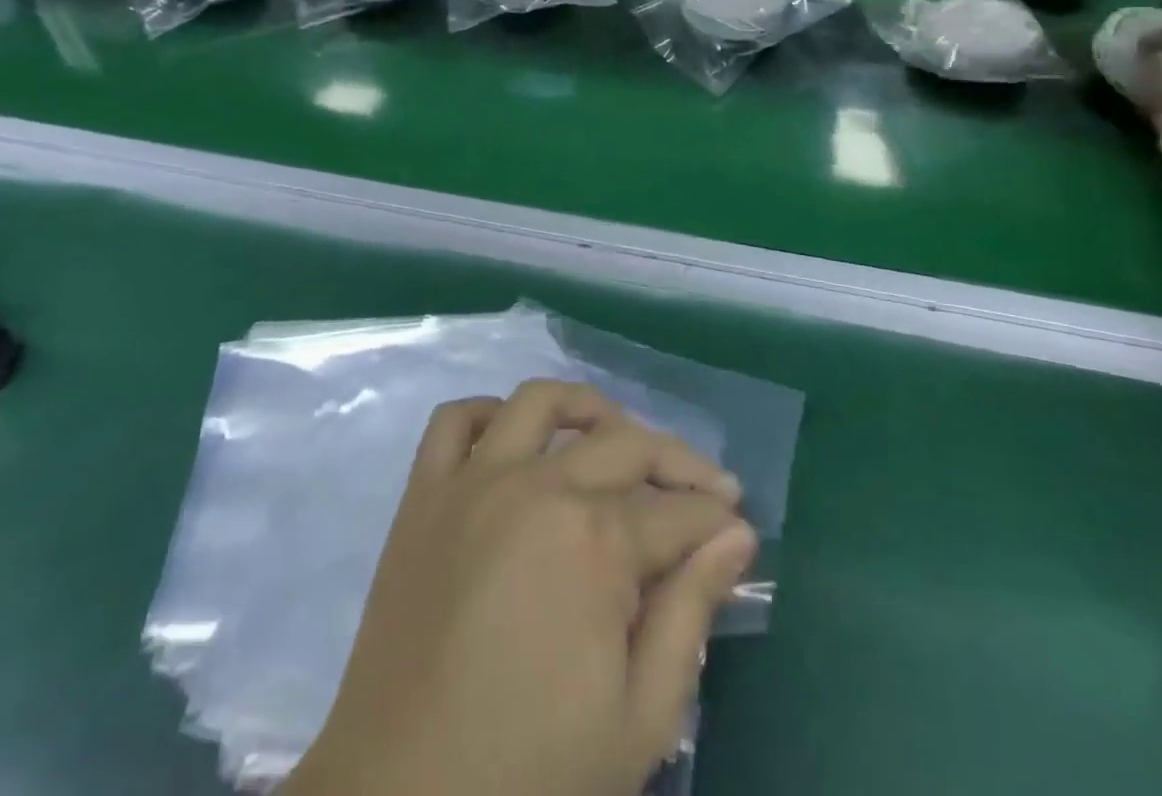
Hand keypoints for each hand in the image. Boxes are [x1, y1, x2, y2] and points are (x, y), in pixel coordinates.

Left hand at [288, 382, 756, 795]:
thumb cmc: (533, 774)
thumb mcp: (640, 719)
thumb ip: (691, 614)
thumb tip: (735, 536)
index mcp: (595, 541)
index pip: (678, 511)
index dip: (716, 517)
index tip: (738, 526)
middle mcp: (537, 487)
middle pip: (625, 443)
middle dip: (678, 461)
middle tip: (703, 488)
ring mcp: (474, 481)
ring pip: (539, 402)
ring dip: (587, 409)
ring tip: (614, 436)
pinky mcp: (424, 494)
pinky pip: (454, 421)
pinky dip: (488, 414)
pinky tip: (514, 438)